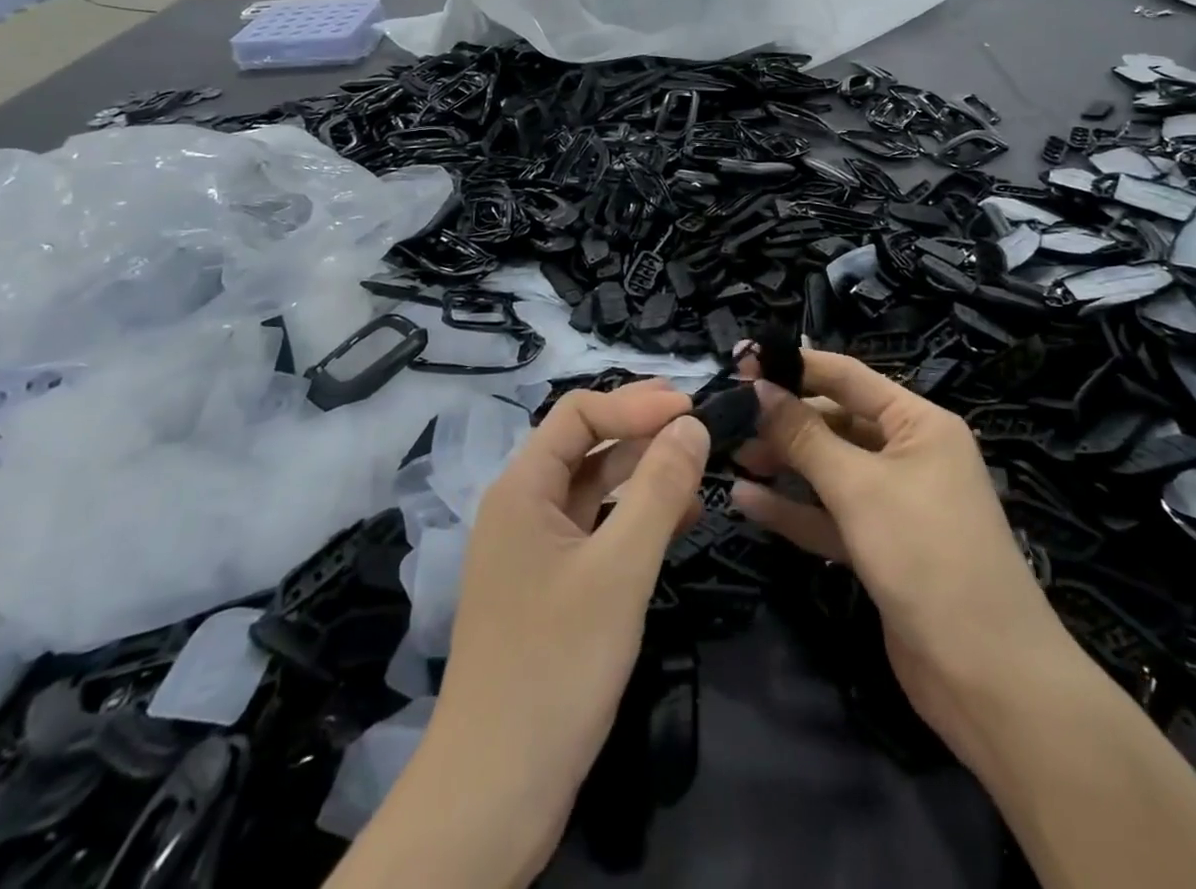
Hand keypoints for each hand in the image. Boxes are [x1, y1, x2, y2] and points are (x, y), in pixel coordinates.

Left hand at [339, 380, 709, 887]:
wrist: (496, 792)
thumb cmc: (556, 664)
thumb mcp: (619, 569)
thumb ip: (658, 489)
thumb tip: (691, 423)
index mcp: (523, 488)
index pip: (579, 414)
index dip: (635, 403)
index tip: (691, 409)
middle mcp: (523, 508)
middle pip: (586, 446)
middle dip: (642, 431)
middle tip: (699, 429)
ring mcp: (536, 550)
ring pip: (595, 490)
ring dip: (643, 475)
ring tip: (698, 473)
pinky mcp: (551, 588)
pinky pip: (598, 531)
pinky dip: (636, 519)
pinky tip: (678, 524)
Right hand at [731, 347, 1068, 774]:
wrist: (987, 678)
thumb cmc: (926, 554)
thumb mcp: (859, 486)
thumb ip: (804, 435)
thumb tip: (761, 386)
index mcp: (919, 424)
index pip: (848, 377)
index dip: (795, 367)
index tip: (742, 361)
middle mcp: (910, 455)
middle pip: (837, 422)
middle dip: (786, 420)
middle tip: (730, 417)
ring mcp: (896, 504)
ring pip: (830, 470)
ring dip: (785, 464)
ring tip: (733, 457)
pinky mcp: (882, 547)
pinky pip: (831, 515)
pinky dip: (794, 509)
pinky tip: (747, 502)